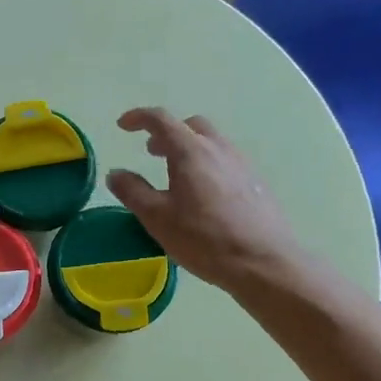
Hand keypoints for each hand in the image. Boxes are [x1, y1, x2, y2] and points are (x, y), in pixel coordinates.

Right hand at [107, 108, 301, 291]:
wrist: (264, 263)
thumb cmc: (204, 239)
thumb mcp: (157, 218)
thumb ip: (133, 192)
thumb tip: (116, 173)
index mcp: (191, 151)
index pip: (161, 120)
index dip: (138, 118)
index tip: (123, 126)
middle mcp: (218, 149)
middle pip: (190, 126)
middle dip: (167, 133)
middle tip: (151, 152)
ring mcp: (242, 164)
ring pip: (211, 143)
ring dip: (189, 149)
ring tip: (176, 175)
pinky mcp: (256, 183)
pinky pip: (226, 161)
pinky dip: (207, 165)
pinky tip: (204, 195)